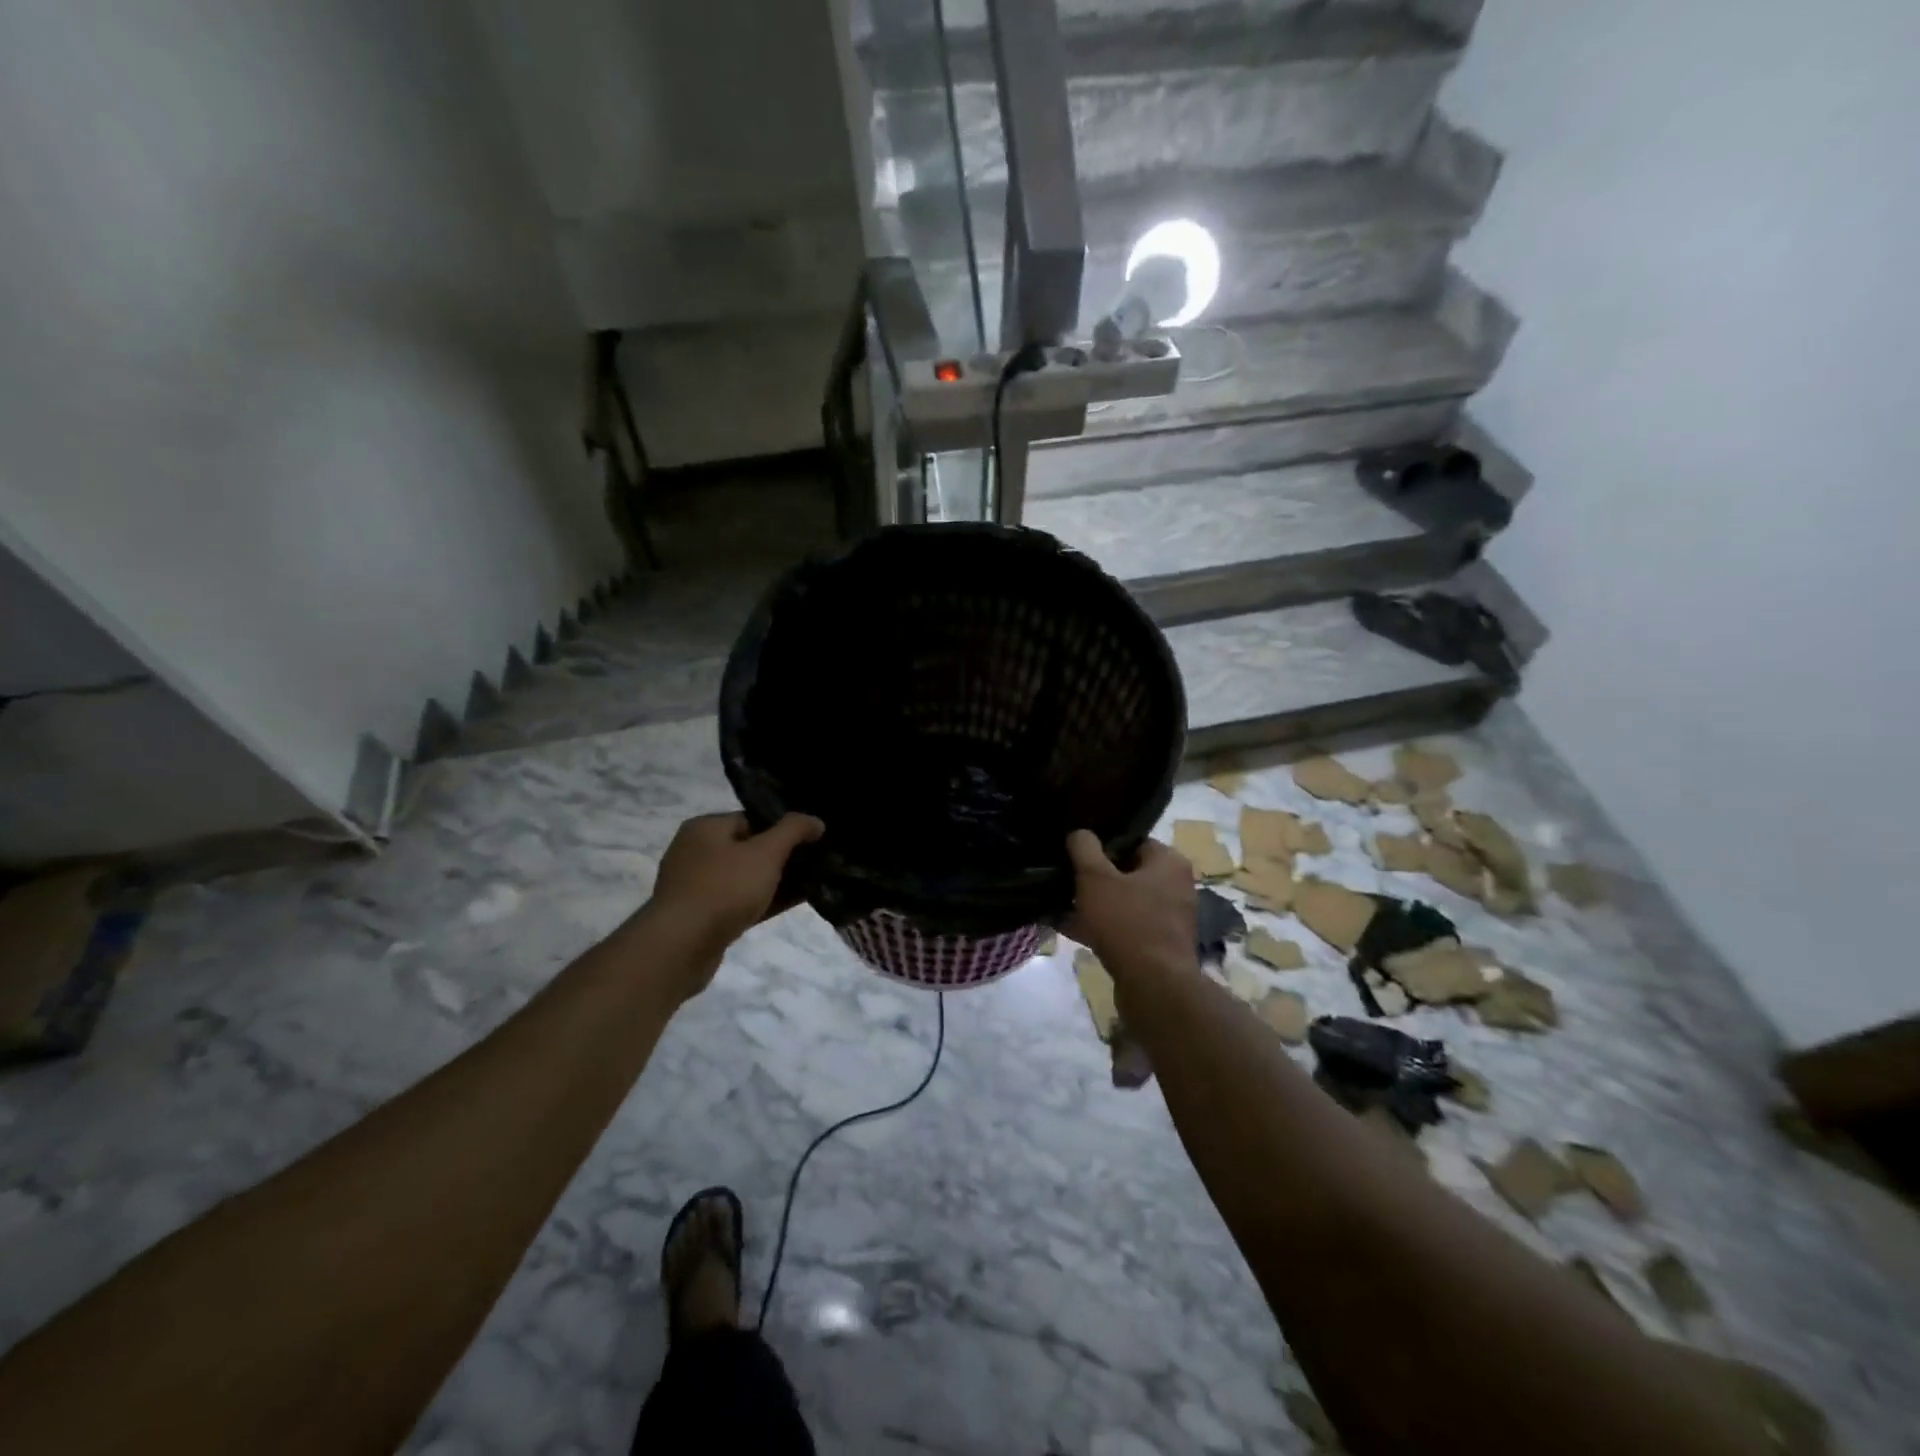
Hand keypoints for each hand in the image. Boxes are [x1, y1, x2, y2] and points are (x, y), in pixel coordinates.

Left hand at [642, 812, 824, 994]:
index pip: (752, 818)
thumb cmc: (724, 888)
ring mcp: (697, 887)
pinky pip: (741, 902)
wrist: (681, 947)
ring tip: (813, 882)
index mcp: (705, 828)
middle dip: (783, 855)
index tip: (811, 838)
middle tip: (816, 861)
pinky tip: (795, 902)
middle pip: (750, 848)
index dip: (783, 827)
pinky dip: (766, 900)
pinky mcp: (703, 917)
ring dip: (777, 880)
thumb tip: (816, 821)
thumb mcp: (766, 852)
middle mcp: (696, 853)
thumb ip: (793, 831)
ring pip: (747, 877)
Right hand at [1064, 832, 1199, 991]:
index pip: (1133, 841)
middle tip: (1065, 877)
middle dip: (1094, 877)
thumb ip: (1085, 849)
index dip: (1102, 844)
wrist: (1154, 987)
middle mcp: (1176, 887)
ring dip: (1093, 904)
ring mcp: (1169, 919)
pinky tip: (1066, 928)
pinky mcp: (1158, 947)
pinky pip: (1124, 928)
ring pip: (1123, 903)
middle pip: (1127, 872)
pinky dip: (1099, 927)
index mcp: (1169, 863)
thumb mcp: (1096, 878)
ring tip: (1058, 903)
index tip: (1076, 851)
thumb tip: (1079, 833)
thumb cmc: (1127, 922)